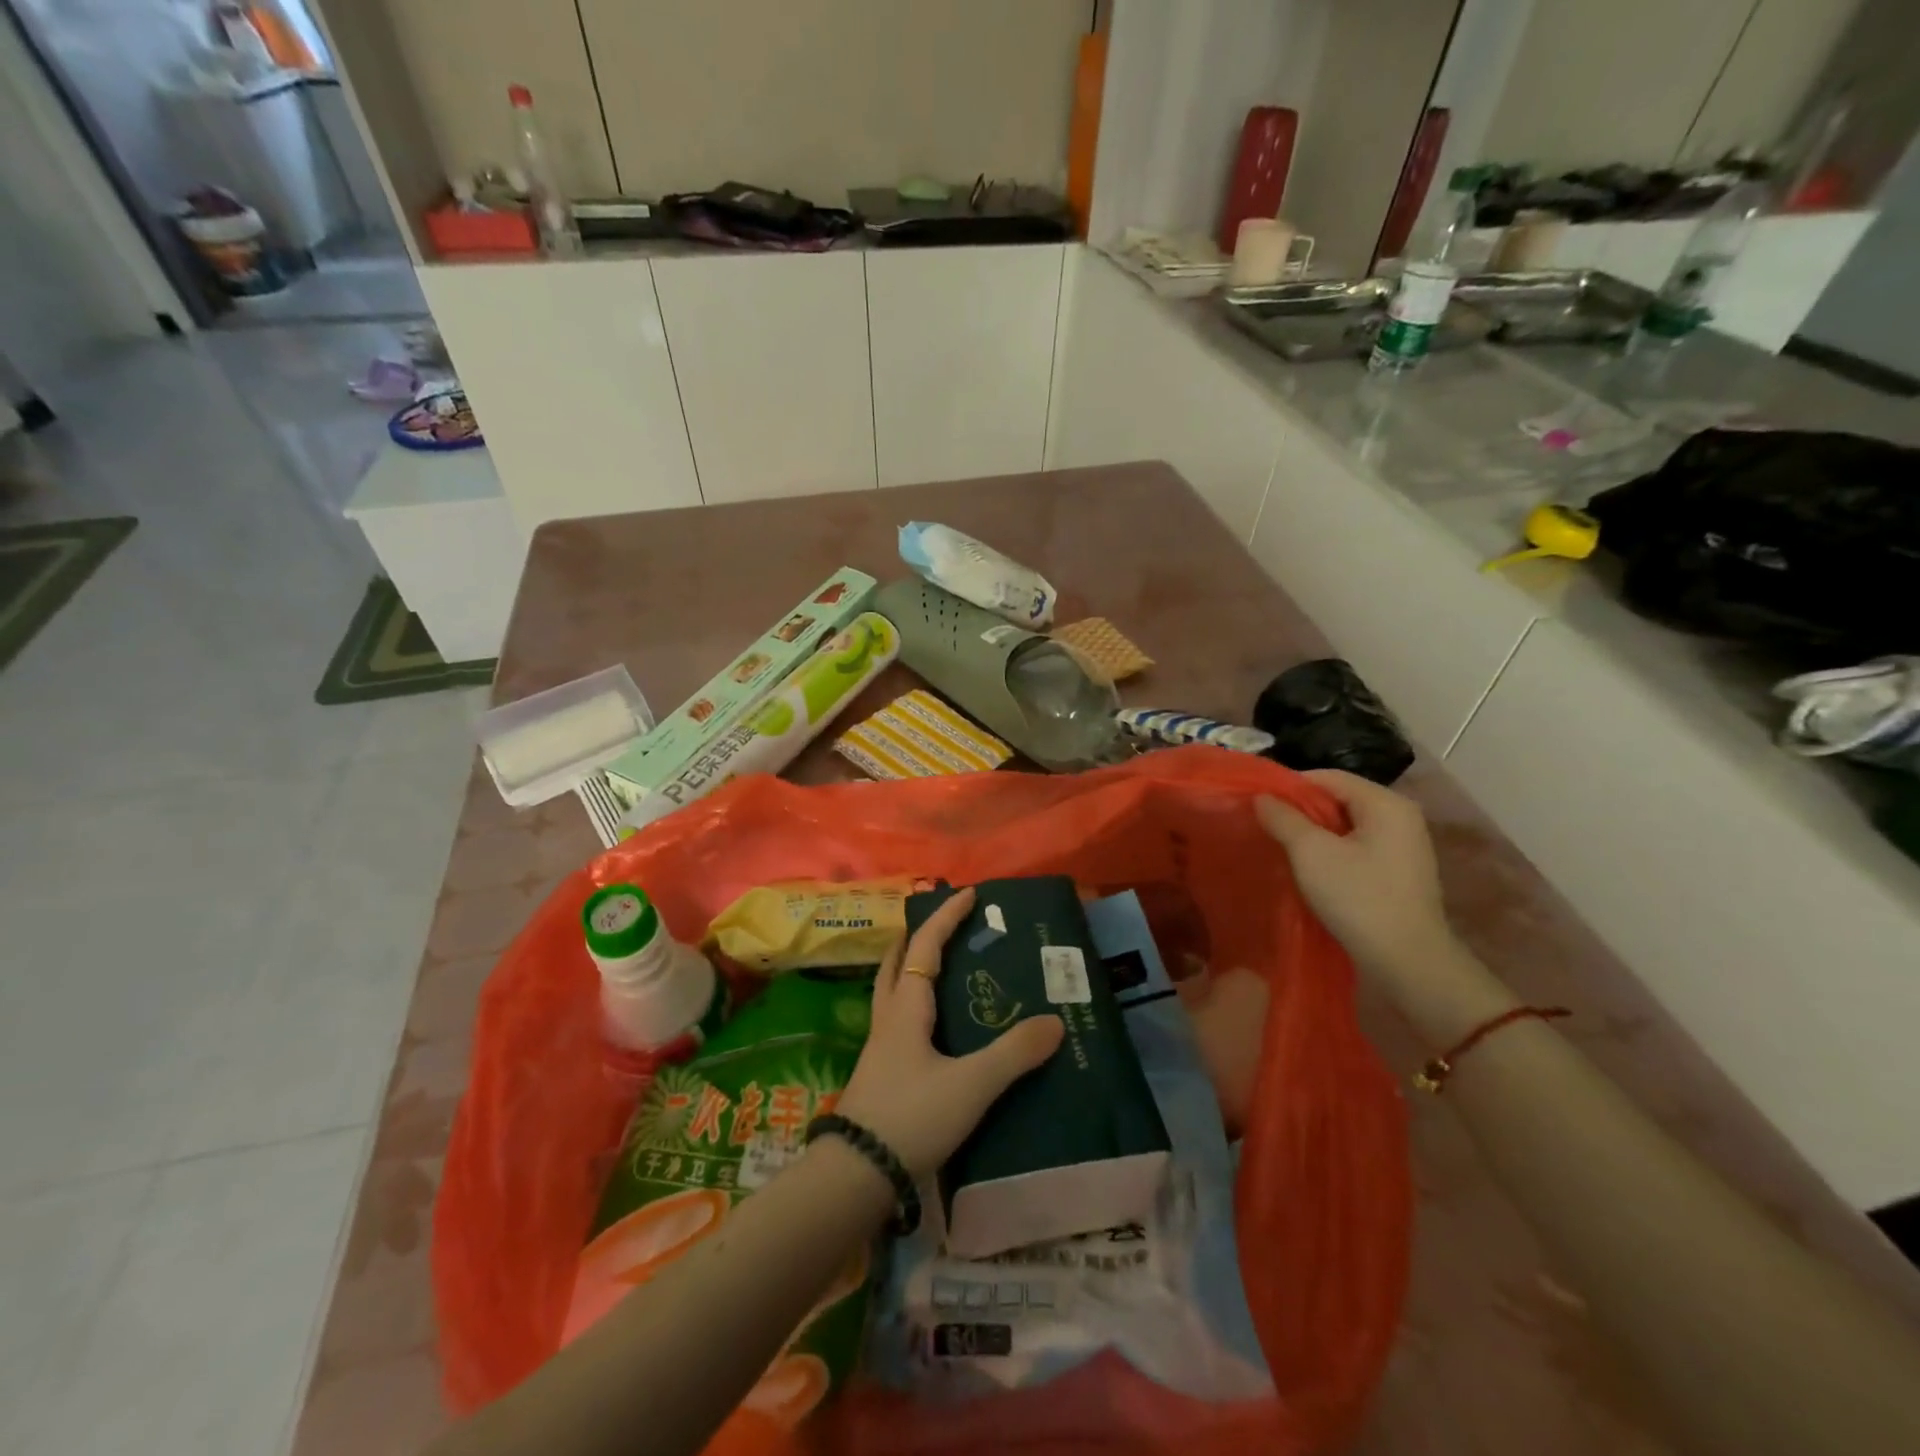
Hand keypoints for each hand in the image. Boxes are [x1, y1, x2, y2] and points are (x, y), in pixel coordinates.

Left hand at [835, 887, 1064, 1178]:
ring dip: (912, 967)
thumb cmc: (912, 1116)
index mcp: (907, 1008)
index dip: (947, 917)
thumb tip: (1055, 1022)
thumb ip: (1014, 1054)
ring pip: (893, 990)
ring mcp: (880, 1047)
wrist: (856, 1175)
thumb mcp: (971, 1085)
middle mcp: (889, 1018)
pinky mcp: (881, 1073)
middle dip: (919, 936)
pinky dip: (915, 1002)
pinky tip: (934, 1026)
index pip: (925, 946)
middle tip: (946, 925)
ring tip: (939, 966)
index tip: (969, 893)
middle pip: (897, 961)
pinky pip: (898, 1019)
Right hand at [1257, 770, 1456, 981]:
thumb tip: (1262, 797)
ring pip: (1346, 824)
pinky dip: (1331, 850)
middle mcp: (1401, 815)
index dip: (1289, 786)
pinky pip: (1357, 845)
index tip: (1258, 803)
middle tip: (1266, 825)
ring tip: (1282, 846)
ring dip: (1313, 832)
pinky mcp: (1399, 870)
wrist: (1408, 962)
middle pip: (1338, 798)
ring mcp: (1404, 844)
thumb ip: (1283, 818)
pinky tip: (1310, 867)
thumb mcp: (1311, 853)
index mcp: (1385, 803)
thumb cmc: (1358, 898)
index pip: (1328, 777)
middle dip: (1300, 810)